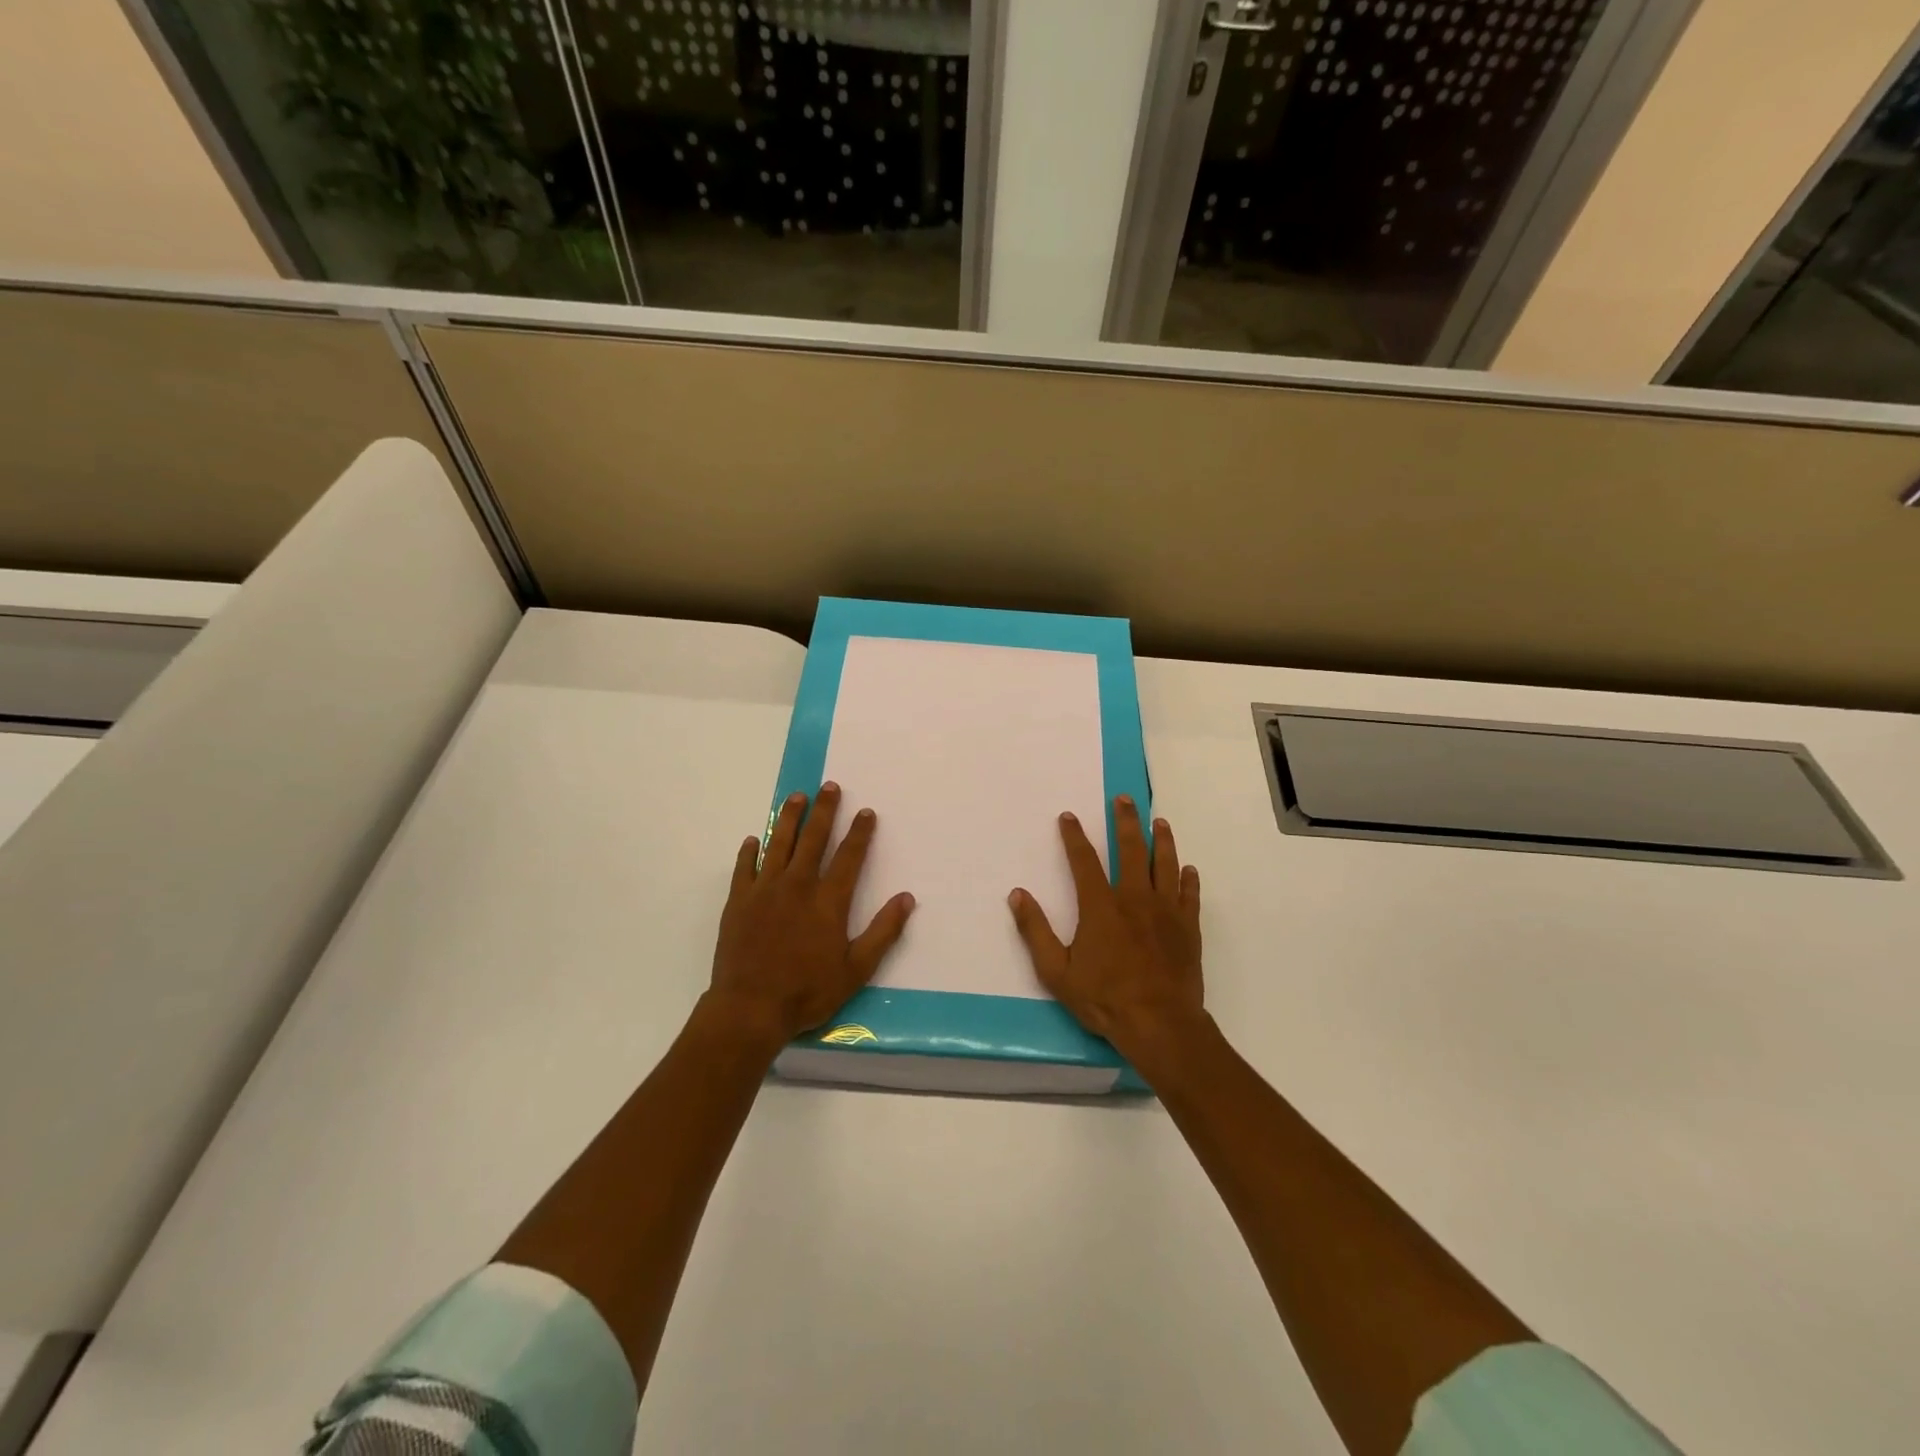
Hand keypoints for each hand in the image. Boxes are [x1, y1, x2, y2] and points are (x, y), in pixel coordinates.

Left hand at [704, 782, 914, 1054]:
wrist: (749, 1008)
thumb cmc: (807, 991)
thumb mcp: (856, 969)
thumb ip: (883, 932)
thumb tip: (907, 898)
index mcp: (828, 901)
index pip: (849, 856)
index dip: (860, 832)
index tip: (866, 812)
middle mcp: (798, 885)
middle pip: (813, 838)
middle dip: (824, 810)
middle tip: (829, 786)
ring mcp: (764, 890)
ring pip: (779, 843)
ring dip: (789, 818)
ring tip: (796, 797)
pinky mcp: (739, 901)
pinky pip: (744, 867)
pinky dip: (750, 851)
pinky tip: (754, 840)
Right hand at [1008, 795, 1203, 1057]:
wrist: (1160, 1024)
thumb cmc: (1104, 998)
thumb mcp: (1056, 971)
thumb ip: (1035, 931)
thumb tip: (1017, 894)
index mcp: (1101, 906)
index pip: (1084, 861)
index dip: (1074, 836)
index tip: (1069, 816)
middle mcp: (1135, 899)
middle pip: (1132, 850)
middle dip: (1126, 821)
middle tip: (1124, 799)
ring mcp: (1166, 911)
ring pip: (1165, 865)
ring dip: (1162, 840)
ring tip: (1160, 822)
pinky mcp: (1188, 928)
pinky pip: (1189, 895)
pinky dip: (1188, 879)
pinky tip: (1188, 869)